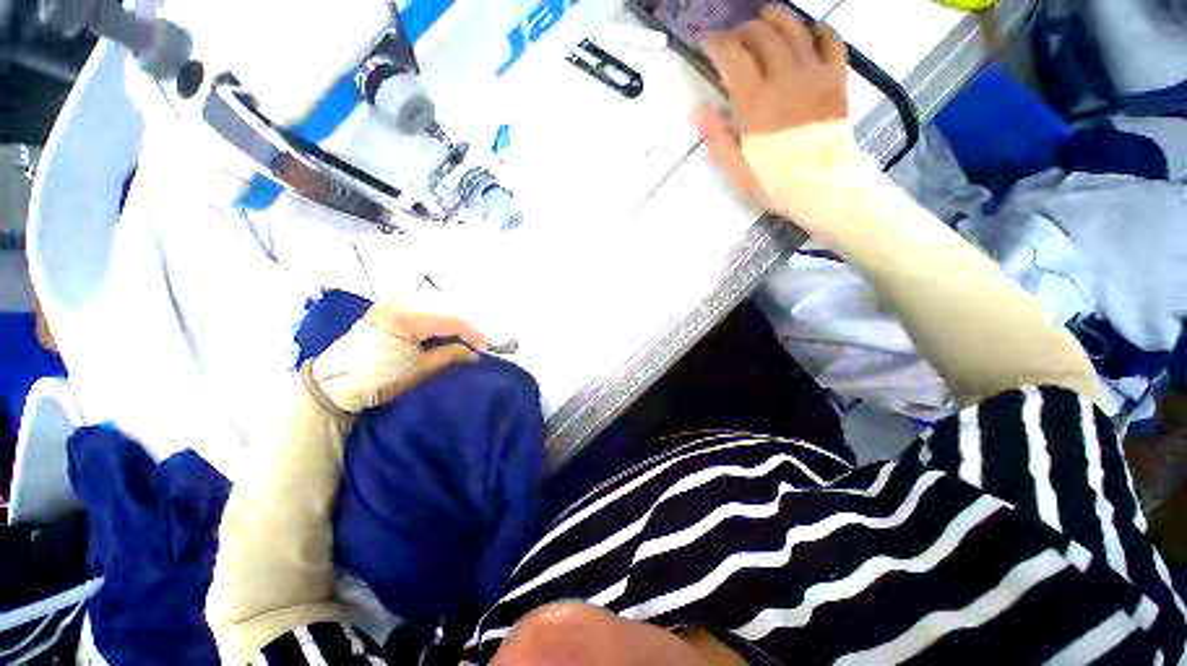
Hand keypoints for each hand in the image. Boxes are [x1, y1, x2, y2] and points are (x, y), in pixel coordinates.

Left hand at [306, 304, 486, 414]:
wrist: (332, 387)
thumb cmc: (375, 383)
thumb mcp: (417, 372)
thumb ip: (449, 356)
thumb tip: (475, 353)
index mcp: (403, 319)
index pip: (450, 319)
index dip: (472, 333)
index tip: (485, 348)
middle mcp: (397, 303)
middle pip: (444, 310)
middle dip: (464, 328)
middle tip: (475, 345)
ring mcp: (389, 304)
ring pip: (434, 308)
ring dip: (451, 324)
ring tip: (461, 341)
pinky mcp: (386, 309)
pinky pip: (421, 310)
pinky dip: (436, 322)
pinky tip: (442, 335)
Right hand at [695, 6, 847, 195]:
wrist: (821, 187)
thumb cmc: (773, 181)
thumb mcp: (736, 168)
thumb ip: (716, 137)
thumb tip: (696, 108)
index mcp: (754, 101)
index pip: (733, 55)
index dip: (718, 44)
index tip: (709, 44)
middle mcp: (784, 77)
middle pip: (762, 35)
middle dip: (743, 30)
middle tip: (735, 37)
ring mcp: (814, 74)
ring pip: (794, 29)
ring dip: (776, 19)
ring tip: (765, 18)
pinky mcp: (837, 79)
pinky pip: (831, 41)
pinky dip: (819, 30)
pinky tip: (809, 31)